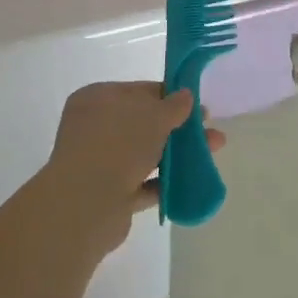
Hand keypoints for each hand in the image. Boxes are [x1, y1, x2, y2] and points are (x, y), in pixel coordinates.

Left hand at [44, 82, 224, 252]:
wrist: (86, 206)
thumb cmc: (118, 145)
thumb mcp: (154, 116)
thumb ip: (174, 105)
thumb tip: (186, 95)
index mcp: (97, 99)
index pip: (139, 91)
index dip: (170, 96)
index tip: (196, 104)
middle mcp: (95, 128)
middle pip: (144, 123)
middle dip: (178, 127)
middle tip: (208, 130)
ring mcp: (100, 162)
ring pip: (145, 153)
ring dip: (176, 154)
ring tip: (212, 153)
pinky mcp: (108, 194)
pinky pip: (142, 183)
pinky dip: (164, 182)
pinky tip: (191, 181)